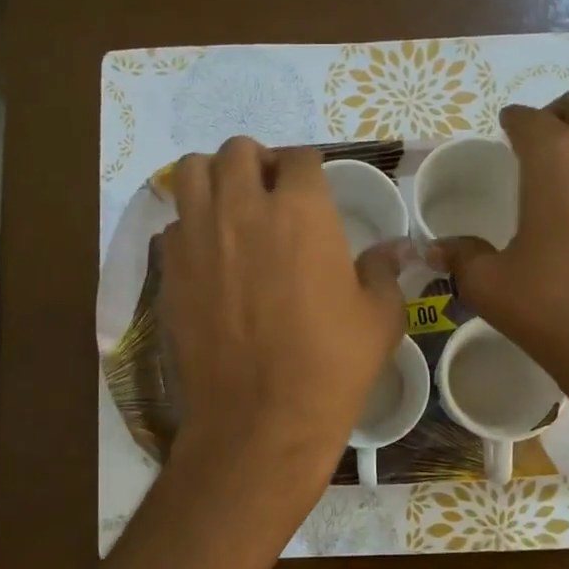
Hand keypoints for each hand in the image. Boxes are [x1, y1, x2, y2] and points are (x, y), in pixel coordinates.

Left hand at [159, 139, 404, 495]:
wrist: (261, 418)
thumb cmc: (331, 366)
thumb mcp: (379, 318)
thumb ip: (383, 271)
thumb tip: (397, 248)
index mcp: (302, 211)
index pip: (300, 158)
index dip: (309, 170)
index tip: (313, 190)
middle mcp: (243, 208)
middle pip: (238, 150)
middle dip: (257, 163)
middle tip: (270, 194)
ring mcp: (199, 237)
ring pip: (191, 172)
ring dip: (213, 178)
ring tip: (230, 208)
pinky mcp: (170, 270)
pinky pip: (173, 224)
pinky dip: (190, 226)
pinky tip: (208, 255)